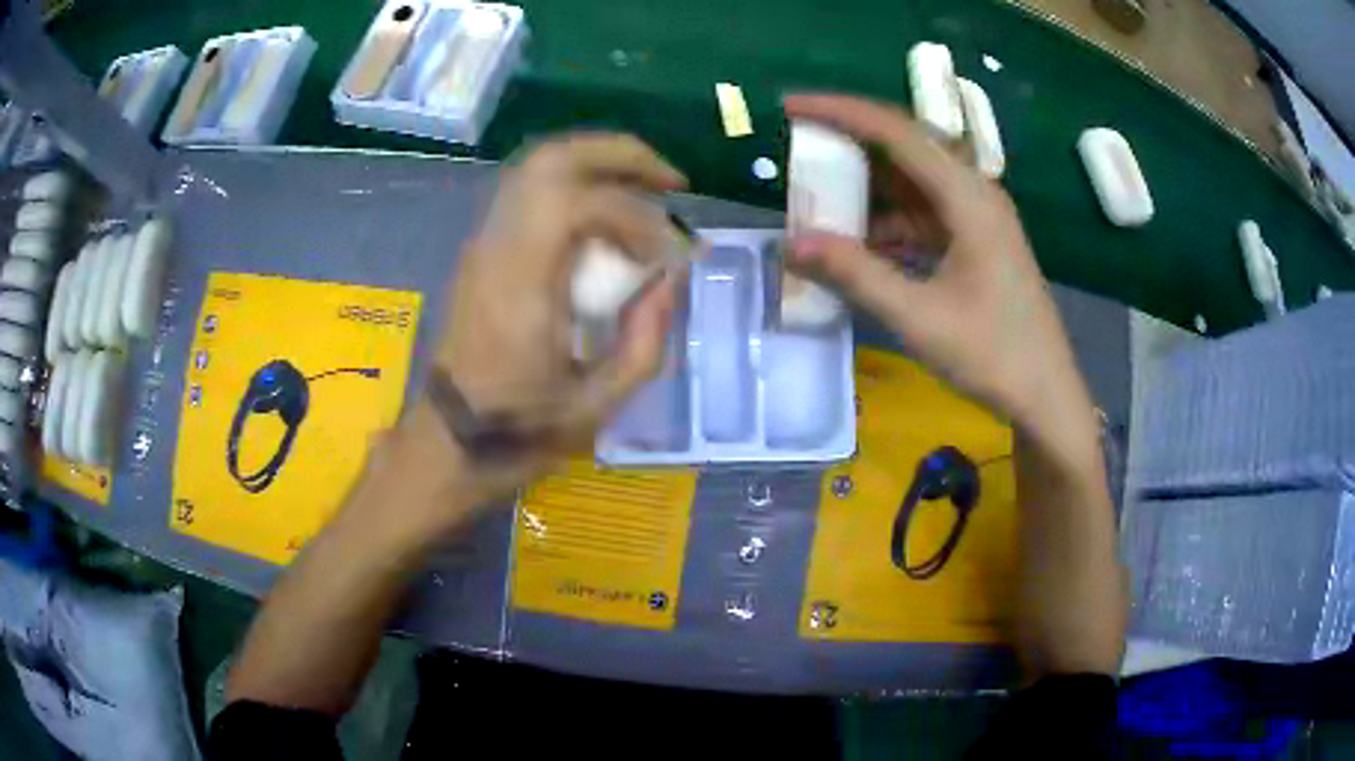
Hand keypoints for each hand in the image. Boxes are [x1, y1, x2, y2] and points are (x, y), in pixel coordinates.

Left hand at [430, 134, 686, 498]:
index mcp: (521, 285)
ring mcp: (484, 241)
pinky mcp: (483, 248)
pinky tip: (607, 215)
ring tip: (646, 189)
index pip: (579, 205)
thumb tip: (672, 278)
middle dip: (620, 155)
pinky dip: (577, 184)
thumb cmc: (520, 430)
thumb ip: (646, 338)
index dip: (637, 218)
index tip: (668, 257)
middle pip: (552, 159)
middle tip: (670, 181)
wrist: (451, 438)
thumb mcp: (598, 405)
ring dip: (598, 163)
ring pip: (538, 165)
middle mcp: (496, 247)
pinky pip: (531, 189)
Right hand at [783, 94, 1096, 455]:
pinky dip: (888, 221)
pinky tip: (860, 244)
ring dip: (867, 188)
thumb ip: (855, 275)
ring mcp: (977, 217)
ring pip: (912, 182)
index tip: (790, 107)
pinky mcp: (975, 241)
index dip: (840, 112)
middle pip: (904, 147)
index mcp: (968, 196)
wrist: (1046, 395)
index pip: (896, 131)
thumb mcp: (919, 317)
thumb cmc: (993, 355)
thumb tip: (792, 243)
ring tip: (820, 202)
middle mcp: (974, 193)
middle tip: (799, 152)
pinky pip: (923, 214)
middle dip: (849, 145)